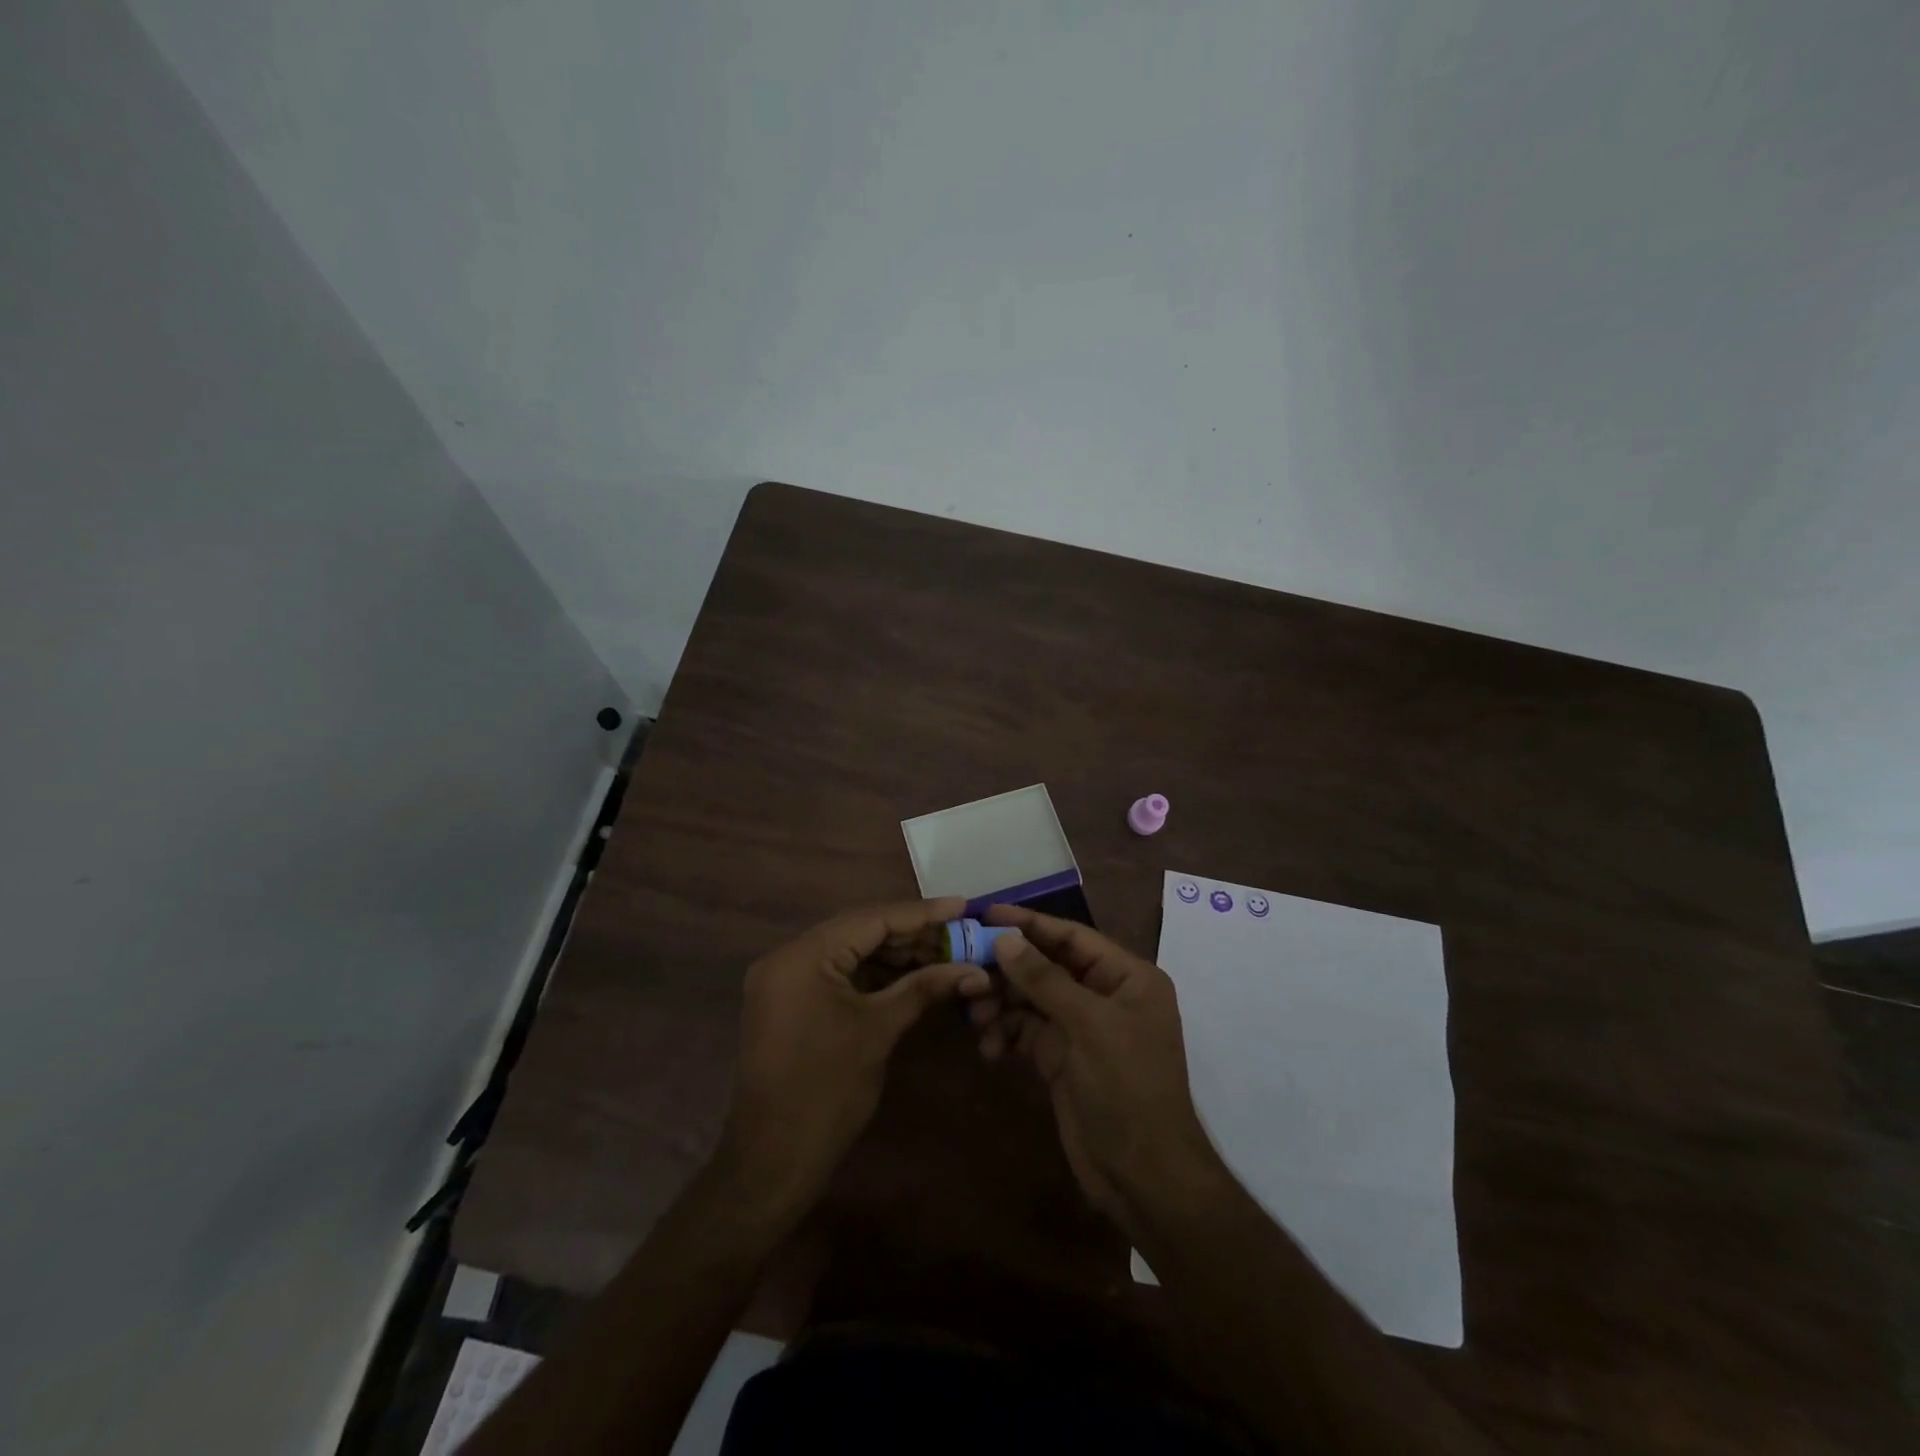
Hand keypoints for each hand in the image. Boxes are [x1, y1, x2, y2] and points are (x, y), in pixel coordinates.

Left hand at [718, 898, 990, 1210]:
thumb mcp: (879, 1031)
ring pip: (850, 952)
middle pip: (860, 931)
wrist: (773, 1161)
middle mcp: (787, 957)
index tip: (963, 905)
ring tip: (944, 954)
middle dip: (911, 935)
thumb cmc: (827, 1092)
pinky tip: (911, 975)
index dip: (921, 913)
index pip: (871, 919)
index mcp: (802, 956)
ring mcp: (785, 980)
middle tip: (959, 934)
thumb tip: (974, 969)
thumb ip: (924, 988)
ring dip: (895, 955)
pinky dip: (873, 974)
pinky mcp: (790, 1002)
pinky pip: (837, 974)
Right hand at [971, 906, 1223, 1235]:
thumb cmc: (1128, 1089)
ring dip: (1001, 1004)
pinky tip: (989, 1049)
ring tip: (975, 1016)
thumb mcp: (1088, 1027)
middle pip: (1046, 966)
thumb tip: (1003, 938)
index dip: (1029, 923)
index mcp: (1126, 977)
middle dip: (1007, 969)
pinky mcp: (1060, 1058)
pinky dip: (1005, 1035)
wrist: (1144, 1177)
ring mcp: (1080, 1028)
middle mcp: (1103, 995)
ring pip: (1031, 999)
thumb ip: (1044, 980)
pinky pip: (1025, 1032)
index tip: (985, 914)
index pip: (1072, 936)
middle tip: (965, 968)